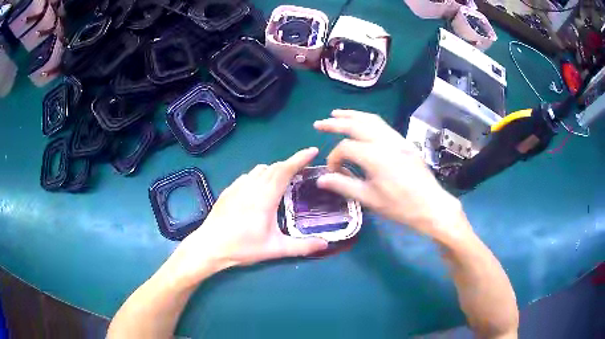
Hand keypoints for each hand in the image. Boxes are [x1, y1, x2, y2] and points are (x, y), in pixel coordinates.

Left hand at [168, 148, 328, 284]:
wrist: (210, 246)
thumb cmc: (243, 247)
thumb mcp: (275, 249)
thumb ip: (302, 246)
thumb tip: (325, 244)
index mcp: (265, 196)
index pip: (285, 169)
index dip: (300, 158)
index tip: (313, 151)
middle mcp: (252, 186)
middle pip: (274, 167)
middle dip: (290, 164)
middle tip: (302, 171)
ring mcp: (238, 186)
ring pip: (260, 169)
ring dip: (274, 170)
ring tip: (282, 181)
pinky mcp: (229, 191)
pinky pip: (248, 176)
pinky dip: (260, 176)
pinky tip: (259, 190)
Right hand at [314, 110, 467, 241]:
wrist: (431, 205)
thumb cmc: (400, 206)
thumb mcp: (369, 199)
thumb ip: (343, 185)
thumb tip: (321, 179)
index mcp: (375, 156)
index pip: (346, 148)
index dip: (334, 158)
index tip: (333, 172)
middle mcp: (385, 141)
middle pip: (356, 125)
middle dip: (336, 122)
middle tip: (319, 123)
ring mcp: (397, 139)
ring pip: (371, 120)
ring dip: (353, 116)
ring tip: (337, 114)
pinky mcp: (404, 142)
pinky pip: (383, 125)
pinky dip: (368, 120)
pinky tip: (362, 124)